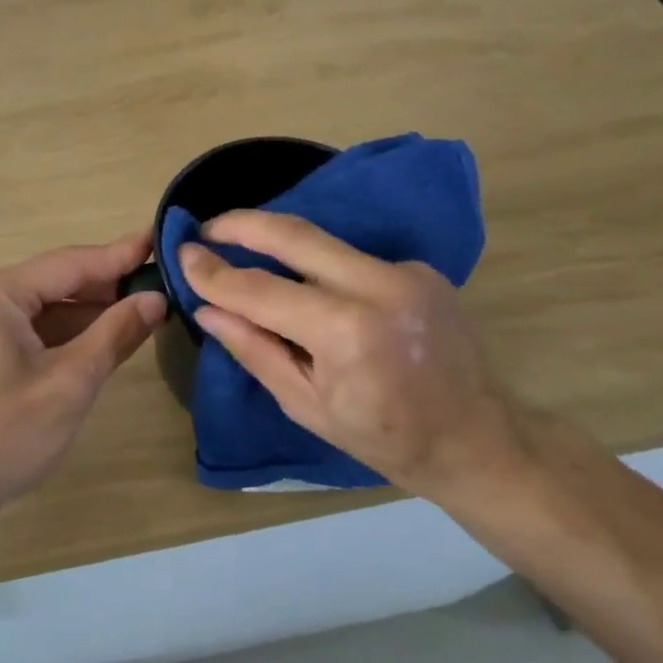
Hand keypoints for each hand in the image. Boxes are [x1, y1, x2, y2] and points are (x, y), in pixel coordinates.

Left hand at [0, 230, 166, 517]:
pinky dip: (68, 333)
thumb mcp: (70, 383)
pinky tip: (104, 338)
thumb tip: (156, 300)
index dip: (119, 255)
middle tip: (160, 281)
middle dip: (107, 285)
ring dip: (90, 312)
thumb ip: (115, 334)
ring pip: (46, 307)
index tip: (159, 239)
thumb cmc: (4, 435)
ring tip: (143, 309)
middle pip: (56, 282)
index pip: (70, 264)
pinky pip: (32, 329)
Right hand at [180, 211, 520, 500]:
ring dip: (278, 240)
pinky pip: (351, 256)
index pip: (260, 290)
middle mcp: (378, 286)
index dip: (215, 272)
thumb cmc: (386, 439)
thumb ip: (254, 350)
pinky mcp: (420, 268)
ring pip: (323, 241)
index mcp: (347, 332)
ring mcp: (405, 271)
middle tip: (205, 227)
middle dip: (241, 223)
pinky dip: (319, 265)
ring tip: (242, 247)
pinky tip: (306, 284)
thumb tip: (207, 309)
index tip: (182, 254)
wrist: (479, 439)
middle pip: (294, 234)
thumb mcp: (307, 405)